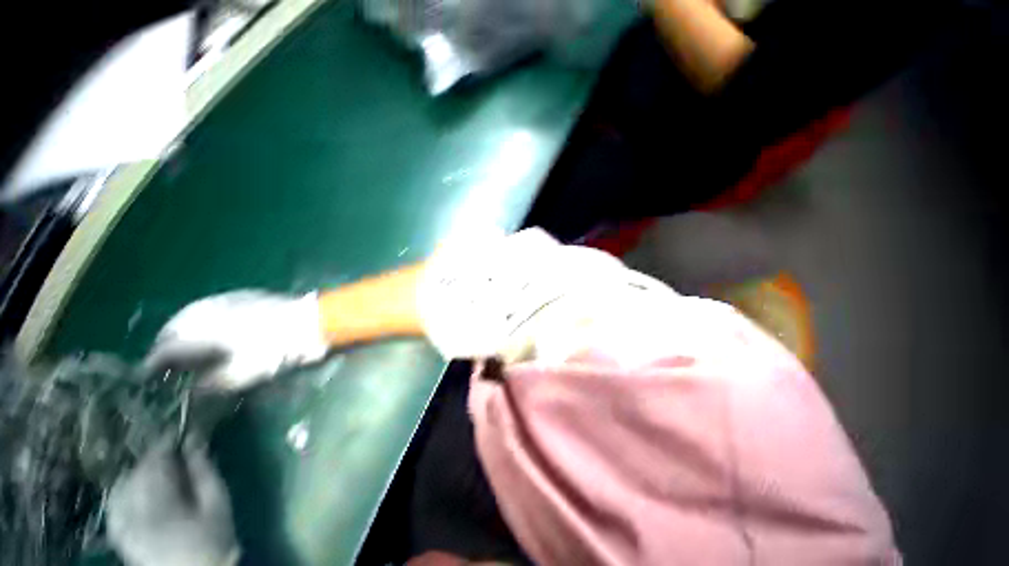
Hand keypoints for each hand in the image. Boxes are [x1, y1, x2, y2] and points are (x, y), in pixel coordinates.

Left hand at [106, 436, 239, 565]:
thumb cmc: (213, 537)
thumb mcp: (218, 502)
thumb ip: (204, 471)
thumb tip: (195, 440)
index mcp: (161, 503)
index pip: (155, 463)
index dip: (164, 443)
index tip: (177, 431)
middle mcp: (134, 511)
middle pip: (136, 472)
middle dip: (153, 458)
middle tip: (172, 450)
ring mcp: (122, 522)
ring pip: (123, 483)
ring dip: (140, 472)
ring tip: (159, 469)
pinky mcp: (118, 531)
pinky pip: (115, 500)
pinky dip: (126, 488)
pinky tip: (138, 488)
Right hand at [144, 291, 328, 390]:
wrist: (311, 321)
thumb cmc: (275, 350)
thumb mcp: (240, 375)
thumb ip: (209, 384)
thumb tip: (193, 389)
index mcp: (198, 331)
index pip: (164, 350)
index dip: (154, 367)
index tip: (150, 379)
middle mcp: (204, 311)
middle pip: (172, 330)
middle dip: (166, 347)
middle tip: (168, 365)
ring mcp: (223, 299)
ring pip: (189, 317)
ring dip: (183, 333)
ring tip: (187, 350)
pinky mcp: (241, 295)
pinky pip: (210, 308)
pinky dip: (203, 321)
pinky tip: (212, 331)